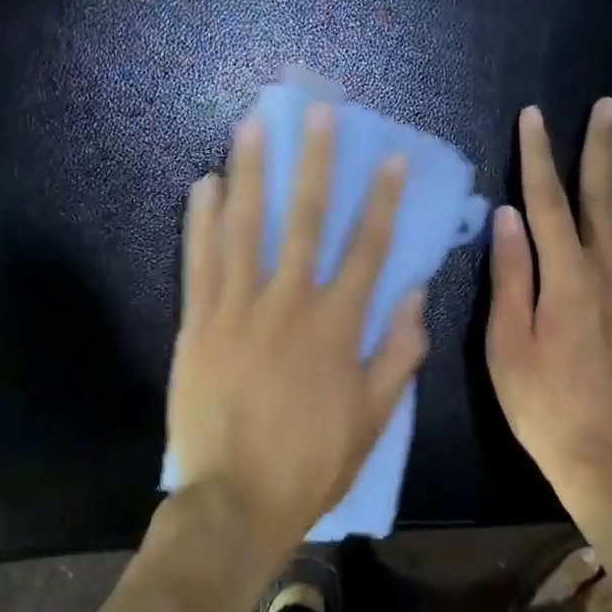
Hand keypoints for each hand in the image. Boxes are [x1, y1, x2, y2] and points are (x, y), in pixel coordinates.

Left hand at [166, 106, 428, 559]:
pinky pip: (199, 262)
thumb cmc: (312, 462)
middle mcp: (287, 304)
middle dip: (312, 163)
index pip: (365, 249)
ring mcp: (236, 309)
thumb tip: (415, 297)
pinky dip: (200, 221)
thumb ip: (398, 354)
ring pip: (244, 228)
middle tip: (316, 112)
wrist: (235, 499)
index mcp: (335, 327)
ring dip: (249, 173)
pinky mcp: (197, 323)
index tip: (386, 157)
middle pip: (304, 221)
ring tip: (251, 126)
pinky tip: (202, 184)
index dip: (379, 200)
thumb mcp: (374, 418)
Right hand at [486, 99, 611, 523]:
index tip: (534, 116)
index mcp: (566, 277)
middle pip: (602, 198)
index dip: (538, 156)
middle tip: (607, 105)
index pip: (547, 202)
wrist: (605, 454)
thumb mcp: (506, 342)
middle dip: (600, 148)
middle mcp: (606, 272)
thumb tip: (507, 215)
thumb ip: (510, 276)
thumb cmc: (541, 402)